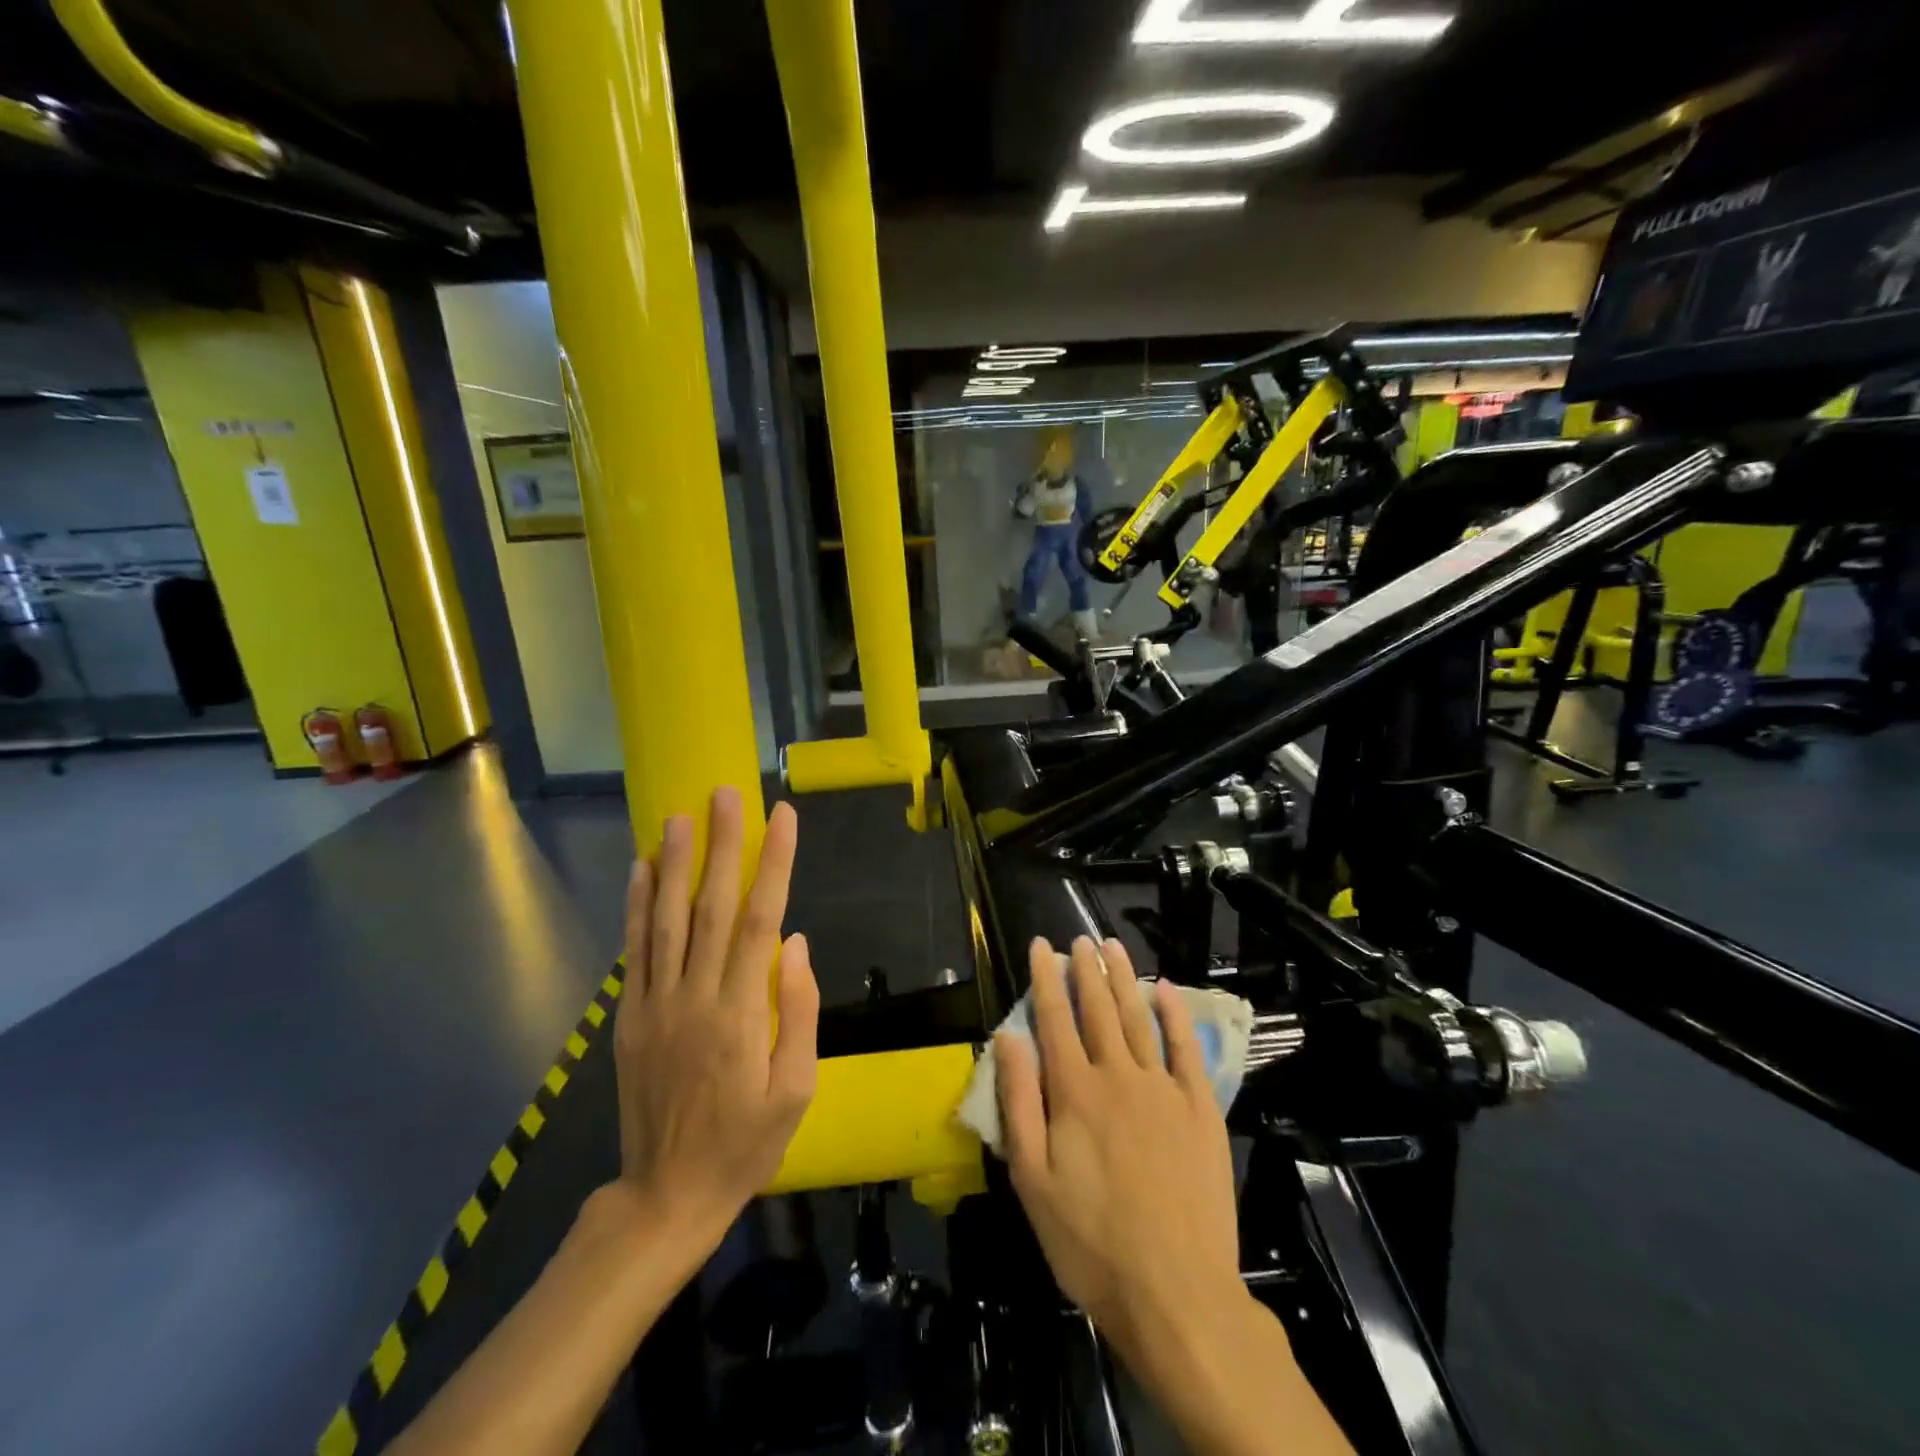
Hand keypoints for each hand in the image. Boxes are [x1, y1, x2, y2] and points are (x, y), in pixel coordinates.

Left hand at [611, 787, 818, 1251]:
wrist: (667, 1196)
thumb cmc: (747, 1143)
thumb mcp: (797, 1089)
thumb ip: (797, 1011)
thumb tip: (796, 943)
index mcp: (740, 1012)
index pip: (759, 920)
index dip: (772, 864)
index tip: (781, 818)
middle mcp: (694, 996)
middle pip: (710, 906)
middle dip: (721, 845)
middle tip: (724, 794)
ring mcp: (655, 1004)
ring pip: (664, 920)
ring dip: (672, 863)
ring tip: (676, 816)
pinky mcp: (628, 1018)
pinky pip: (634, 952)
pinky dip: (636, 908)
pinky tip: (639, 871)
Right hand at [995, 936, 1243, 1352]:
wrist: (1176, 1291)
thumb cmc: (1090, 1241)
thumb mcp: (1032, 1179)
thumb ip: (1019, 1102)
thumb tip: (1009, 1038)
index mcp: (1074, 1091)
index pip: (1055, 1018)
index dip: (1046, 978)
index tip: (1041, 945)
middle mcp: (1118, 1075)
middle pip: (1099, 1009)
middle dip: (1086, 968)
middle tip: (1079, 938)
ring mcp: (1163, 1089)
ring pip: (1139, 1018)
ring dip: (1123, 978)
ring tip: (1112, 946)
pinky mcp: (1200, 1108)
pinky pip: (1186, 1049)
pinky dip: (1176, 1015)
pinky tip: (1167, 990)